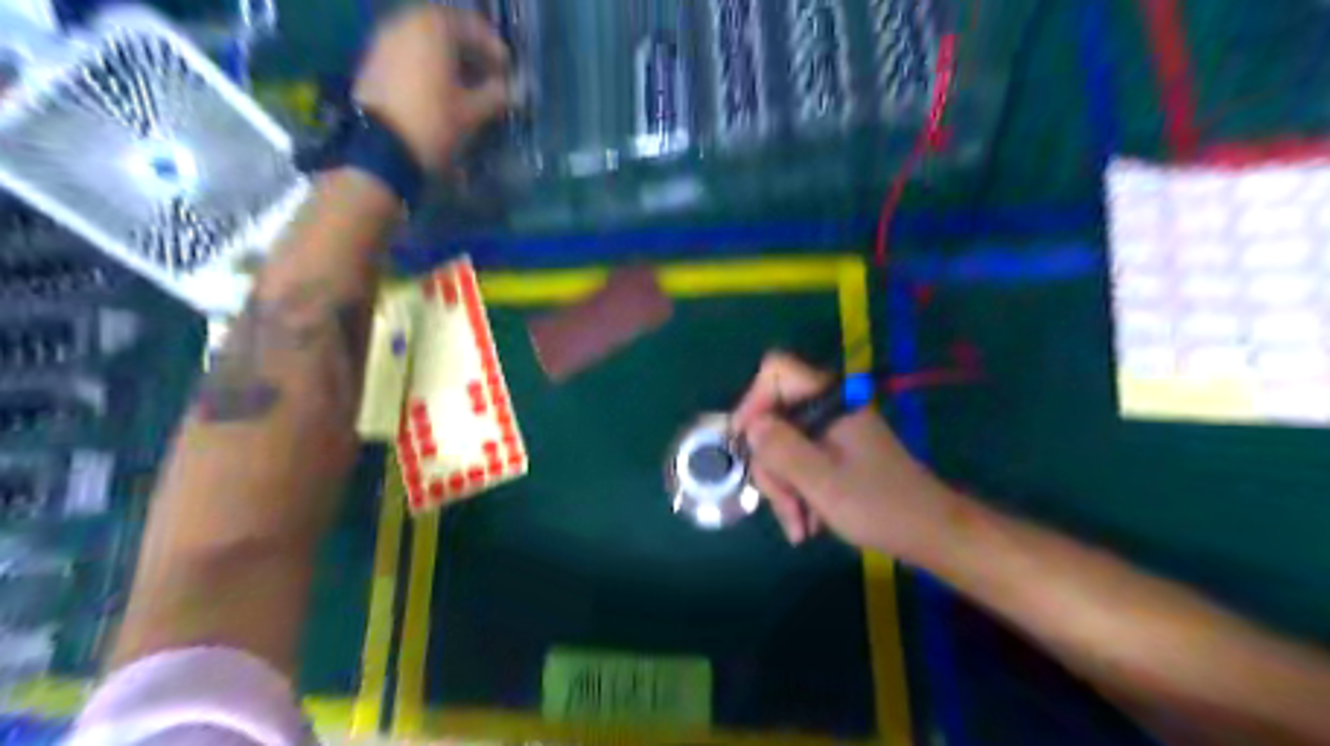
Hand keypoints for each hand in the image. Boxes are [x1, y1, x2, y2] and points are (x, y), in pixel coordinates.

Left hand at [353, 5, 508, 171]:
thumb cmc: (433, 123)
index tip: (506, 68)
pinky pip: (408, 54)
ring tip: (466, 83)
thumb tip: (515, 91)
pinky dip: (427, 66)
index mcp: (432, 29)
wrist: (380, 148)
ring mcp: (384, 43)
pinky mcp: (373, 64)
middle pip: (443, 29)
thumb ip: (495, 96)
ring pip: (424, 41)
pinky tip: (441, 90)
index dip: (491, 46)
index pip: (469, 26)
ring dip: (447, 57)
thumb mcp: (472, 112)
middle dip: (468, 49)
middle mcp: (405, 26)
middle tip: (487, 71)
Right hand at [731, 351, 961, 559]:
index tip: (747, 444)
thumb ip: (781, 448)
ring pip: (783, 446)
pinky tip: (807, 523)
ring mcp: (833, 433)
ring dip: (783, 488)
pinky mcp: (837, 454)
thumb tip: (750, 426)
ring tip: (799, 527)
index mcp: (830, 401)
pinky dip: (798, 492)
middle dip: (771, 466)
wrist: (931, 533)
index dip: (753, 401)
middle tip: (784, 505)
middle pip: (774, 418)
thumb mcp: (821, 480)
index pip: (776, 371)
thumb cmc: (878, 505)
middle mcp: (829, 409)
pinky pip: (800, 463)